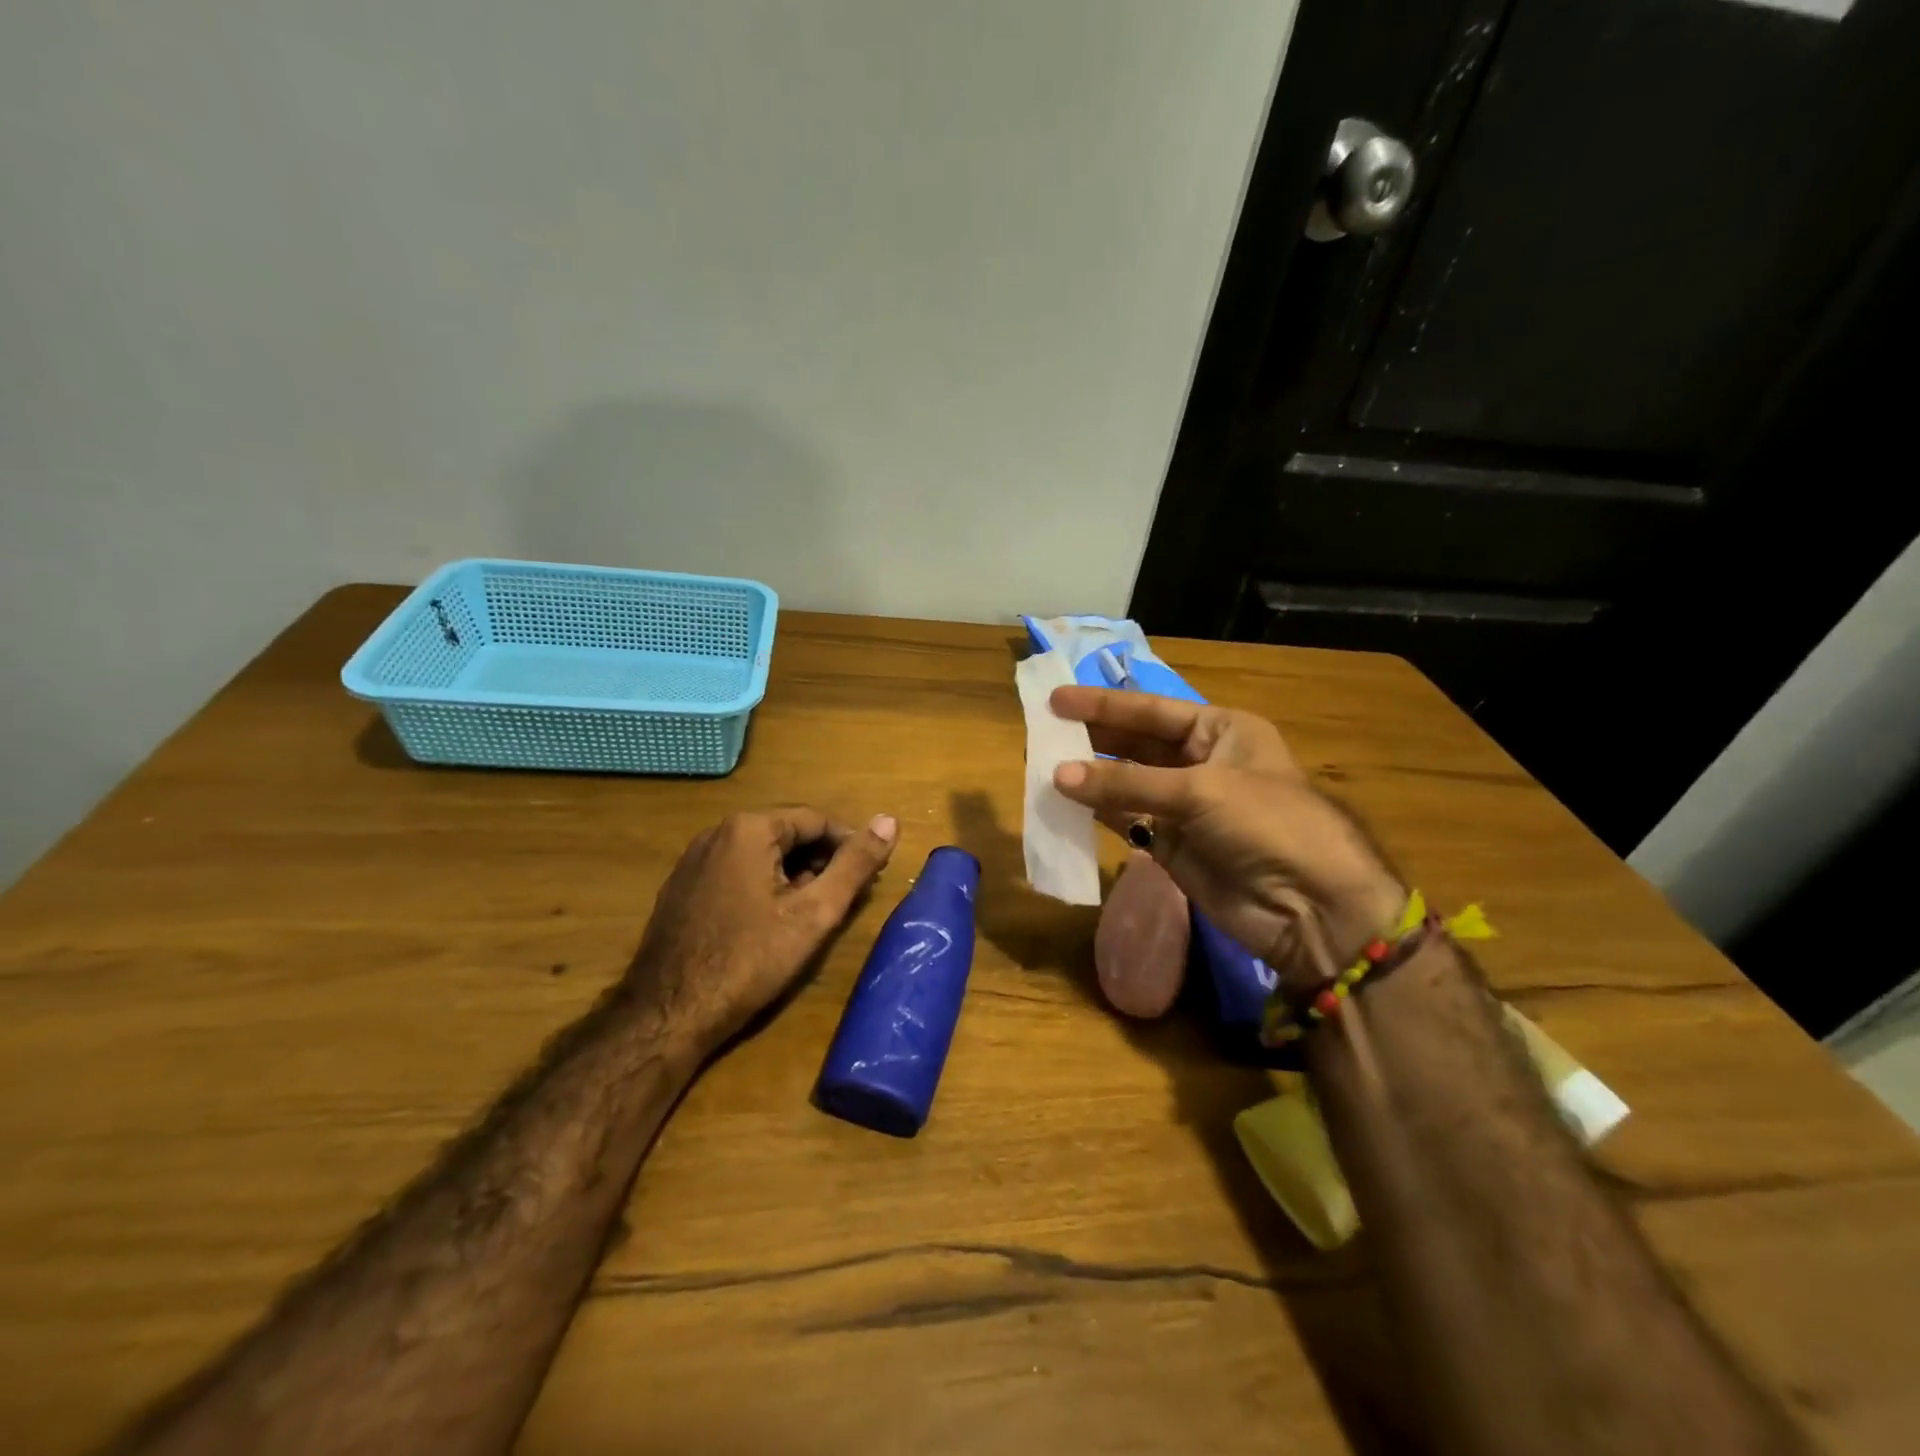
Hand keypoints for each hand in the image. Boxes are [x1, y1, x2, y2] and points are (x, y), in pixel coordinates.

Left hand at [628, 807, 897, 1051]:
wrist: (668, 1013)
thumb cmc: (750, 960)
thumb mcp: (815, 912)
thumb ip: (855, 864)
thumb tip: (890, 821)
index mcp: (749, 828)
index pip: (816, 820)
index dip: (849, 846)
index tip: (869, 876)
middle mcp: (716, 832)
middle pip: (786, 834)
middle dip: (820, 861)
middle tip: (842, 899)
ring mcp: (693, 860)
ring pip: (760, 854)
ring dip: (792, 875)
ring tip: (811, 914)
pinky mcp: (681, 888)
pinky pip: (734, 872)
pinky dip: (762, 886)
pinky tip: (770, 922)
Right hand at [1049, 687, 1402, 989]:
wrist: (1310, 908)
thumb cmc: (1266, 824)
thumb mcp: (1199, 791)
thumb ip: (1126, 783)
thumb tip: (1056, 776)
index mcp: (1220, 731)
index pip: (1151, 710)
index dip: (1103, 704)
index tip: (1055, 699)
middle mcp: (1199, 762)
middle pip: (1135, 743)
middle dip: (1091, 737)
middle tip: (1041, 731)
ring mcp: (1183, 805)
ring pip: (1125, 783)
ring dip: (1089, 776)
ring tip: (1042, 764)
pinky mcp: (1170, 844)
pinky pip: (1126, 820)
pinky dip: (1096, 812)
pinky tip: (1064, 802)